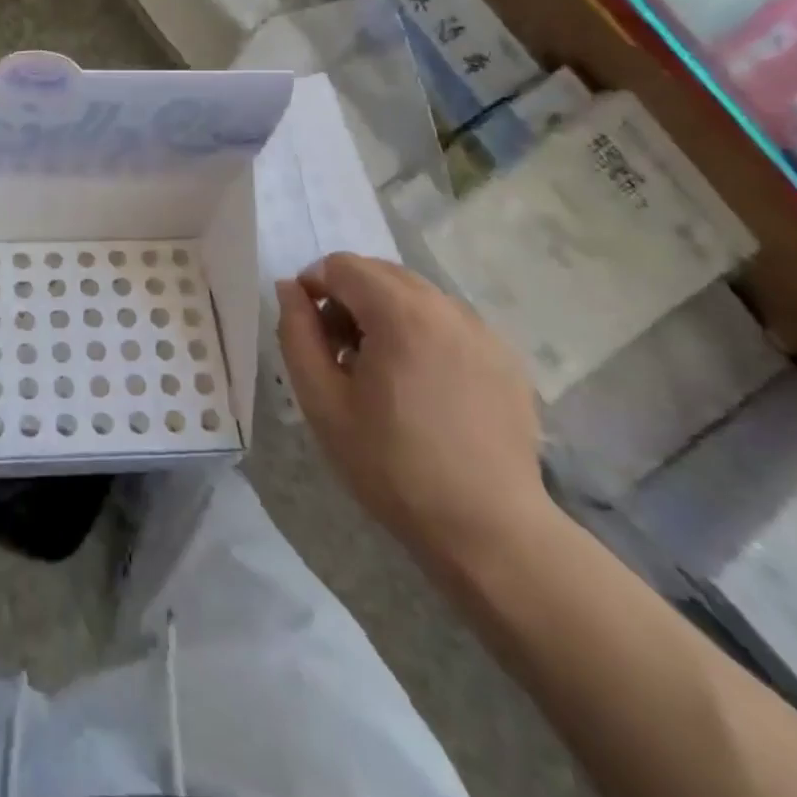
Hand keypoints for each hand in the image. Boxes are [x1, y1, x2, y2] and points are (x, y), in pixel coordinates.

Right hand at [275, 254, 547, 566]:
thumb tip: (290, 289)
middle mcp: (446, 307)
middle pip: (380, 273)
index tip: (310, 333)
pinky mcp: (506, 358)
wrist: (488, 531)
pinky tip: (422, 387)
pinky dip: (422, 333)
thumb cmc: (392, 466)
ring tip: (380, 371)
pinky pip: (449, 323)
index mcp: (401, 312)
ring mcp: (483, 332)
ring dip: (385, 313)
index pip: (341, 265)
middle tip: (340, 354)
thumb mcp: (322, 400)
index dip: (313, 288)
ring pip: (416, 295)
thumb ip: (297, 333)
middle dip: (349, 298)